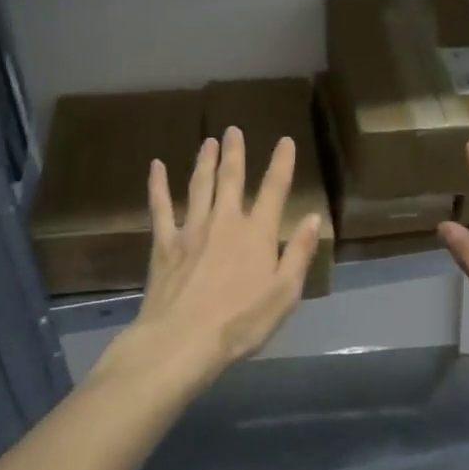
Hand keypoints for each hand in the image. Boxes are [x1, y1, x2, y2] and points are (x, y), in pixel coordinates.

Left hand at [124, 126, 321, 389]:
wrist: (183, 339)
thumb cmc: (241, 321)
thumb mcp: (284, 293)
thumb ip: (299, 253)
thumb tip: (312, 218)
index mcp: (257, 233)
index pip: (274, 190)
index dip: (281, 164)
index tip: (285, 141)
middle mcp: (225, 222)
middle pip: (231, 179)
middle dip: (235, 153)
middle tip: (233, 129)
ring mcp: (191, 229)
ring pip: (199, 186)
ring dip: (204, 161)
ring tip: (208, 140)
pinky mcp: (164, 244)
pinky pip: (160, 207)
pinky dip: (158, 185)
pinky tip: (156, 167)